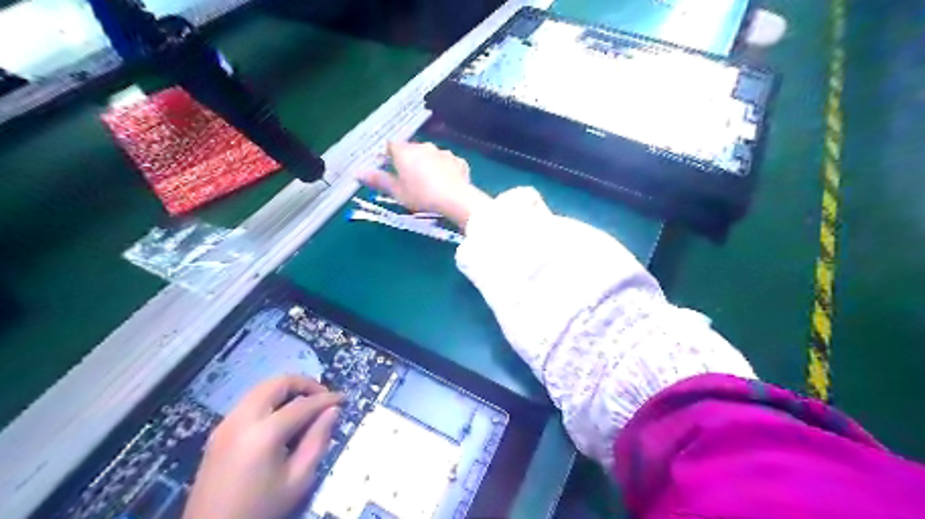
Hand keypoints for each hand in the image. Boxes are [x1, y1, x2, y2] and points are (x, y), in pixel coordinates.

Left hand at [183, 375, 340, 518]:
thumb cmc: (260, 509)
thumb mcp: (298, 480)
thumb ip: (317, 440)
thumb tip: (332, 411)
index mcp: (263, 433)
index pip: (302, 404)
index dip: (326, 399)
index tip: (343, 399)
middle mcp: (241, 419)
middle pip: (277, 383)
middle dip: (303, 384)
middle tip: (322, 397)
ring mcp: (226, 424)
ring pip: (261, 389)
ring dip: (285, 390)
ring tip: (305, 406)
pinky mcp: (219, 432)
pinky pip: (249, 403)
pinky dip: (270, 400)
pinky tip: (282, 418)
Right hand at [360, 141, 490, 229]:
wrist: (455, 199)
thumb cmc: (421, 195)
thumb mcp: (397, 192)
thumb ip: (378, 180)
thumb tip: (357, 172)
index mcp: (405, 151)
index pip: (391, 146)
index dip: (388, 156)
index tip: (388, 168)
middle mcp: (424, 146)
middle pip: (411, 150)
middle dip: (408, 161)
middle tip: (408, 180)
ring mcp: (443, 152)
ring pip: (430, 156)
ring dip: (427, 165)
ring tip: (428, 184)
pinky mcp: (458, 161)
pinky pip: (447, 164)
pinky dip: (445, 171)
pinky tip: (446, 184)